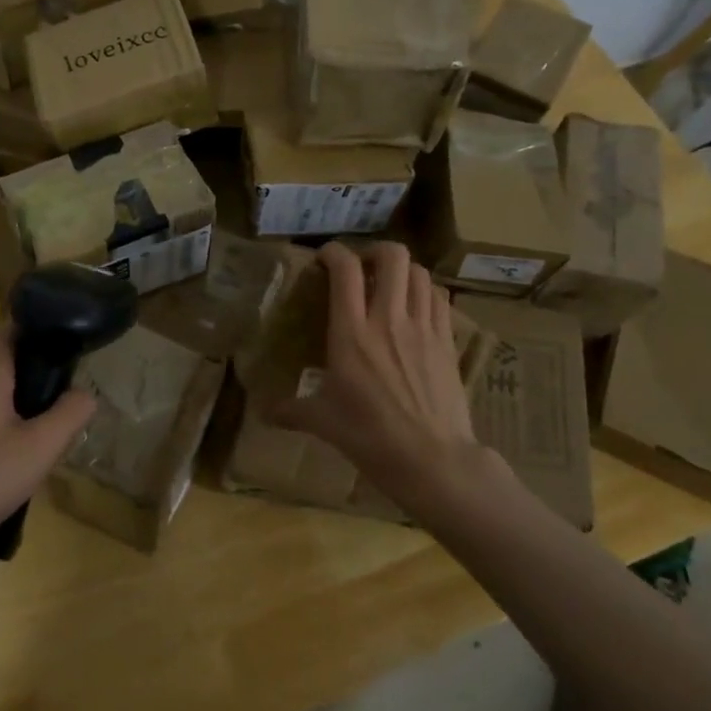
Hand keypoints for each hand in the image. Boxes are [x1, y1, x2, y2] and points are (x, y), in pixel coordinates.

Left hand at [0, 323, 95, 572]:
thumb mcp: (40, 449)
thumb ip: (71, 413)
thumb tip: (86, 393)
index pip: (16, 328)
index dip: (46, 332)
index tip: (74, 350)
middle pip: (8, 361)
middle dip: (40, 377)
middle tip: (67, 406)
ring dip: (22, 405)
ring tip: (46, 437)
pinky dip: (2, 424)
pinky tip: (13, 458)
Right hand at [273, 241, 486, 516]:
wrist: (432, 459)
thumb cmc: (370, 437)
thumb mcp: (323, 422)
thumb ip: (290, 410)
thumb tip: (263, 412)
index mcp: (351, 333)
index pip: (345, 270)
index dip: (333, 252)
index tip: (323, 259)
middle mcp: (388, 320)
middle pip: (393, 256)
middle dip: (375, 252)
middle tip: (363, 269)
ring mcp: (423, 328)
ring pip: (421, 273)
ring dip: (403, 271)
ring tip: (390, 286)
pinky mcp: (448, 342)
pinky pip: (440, 299)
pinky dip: (427, 292)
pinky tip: (416, 308)